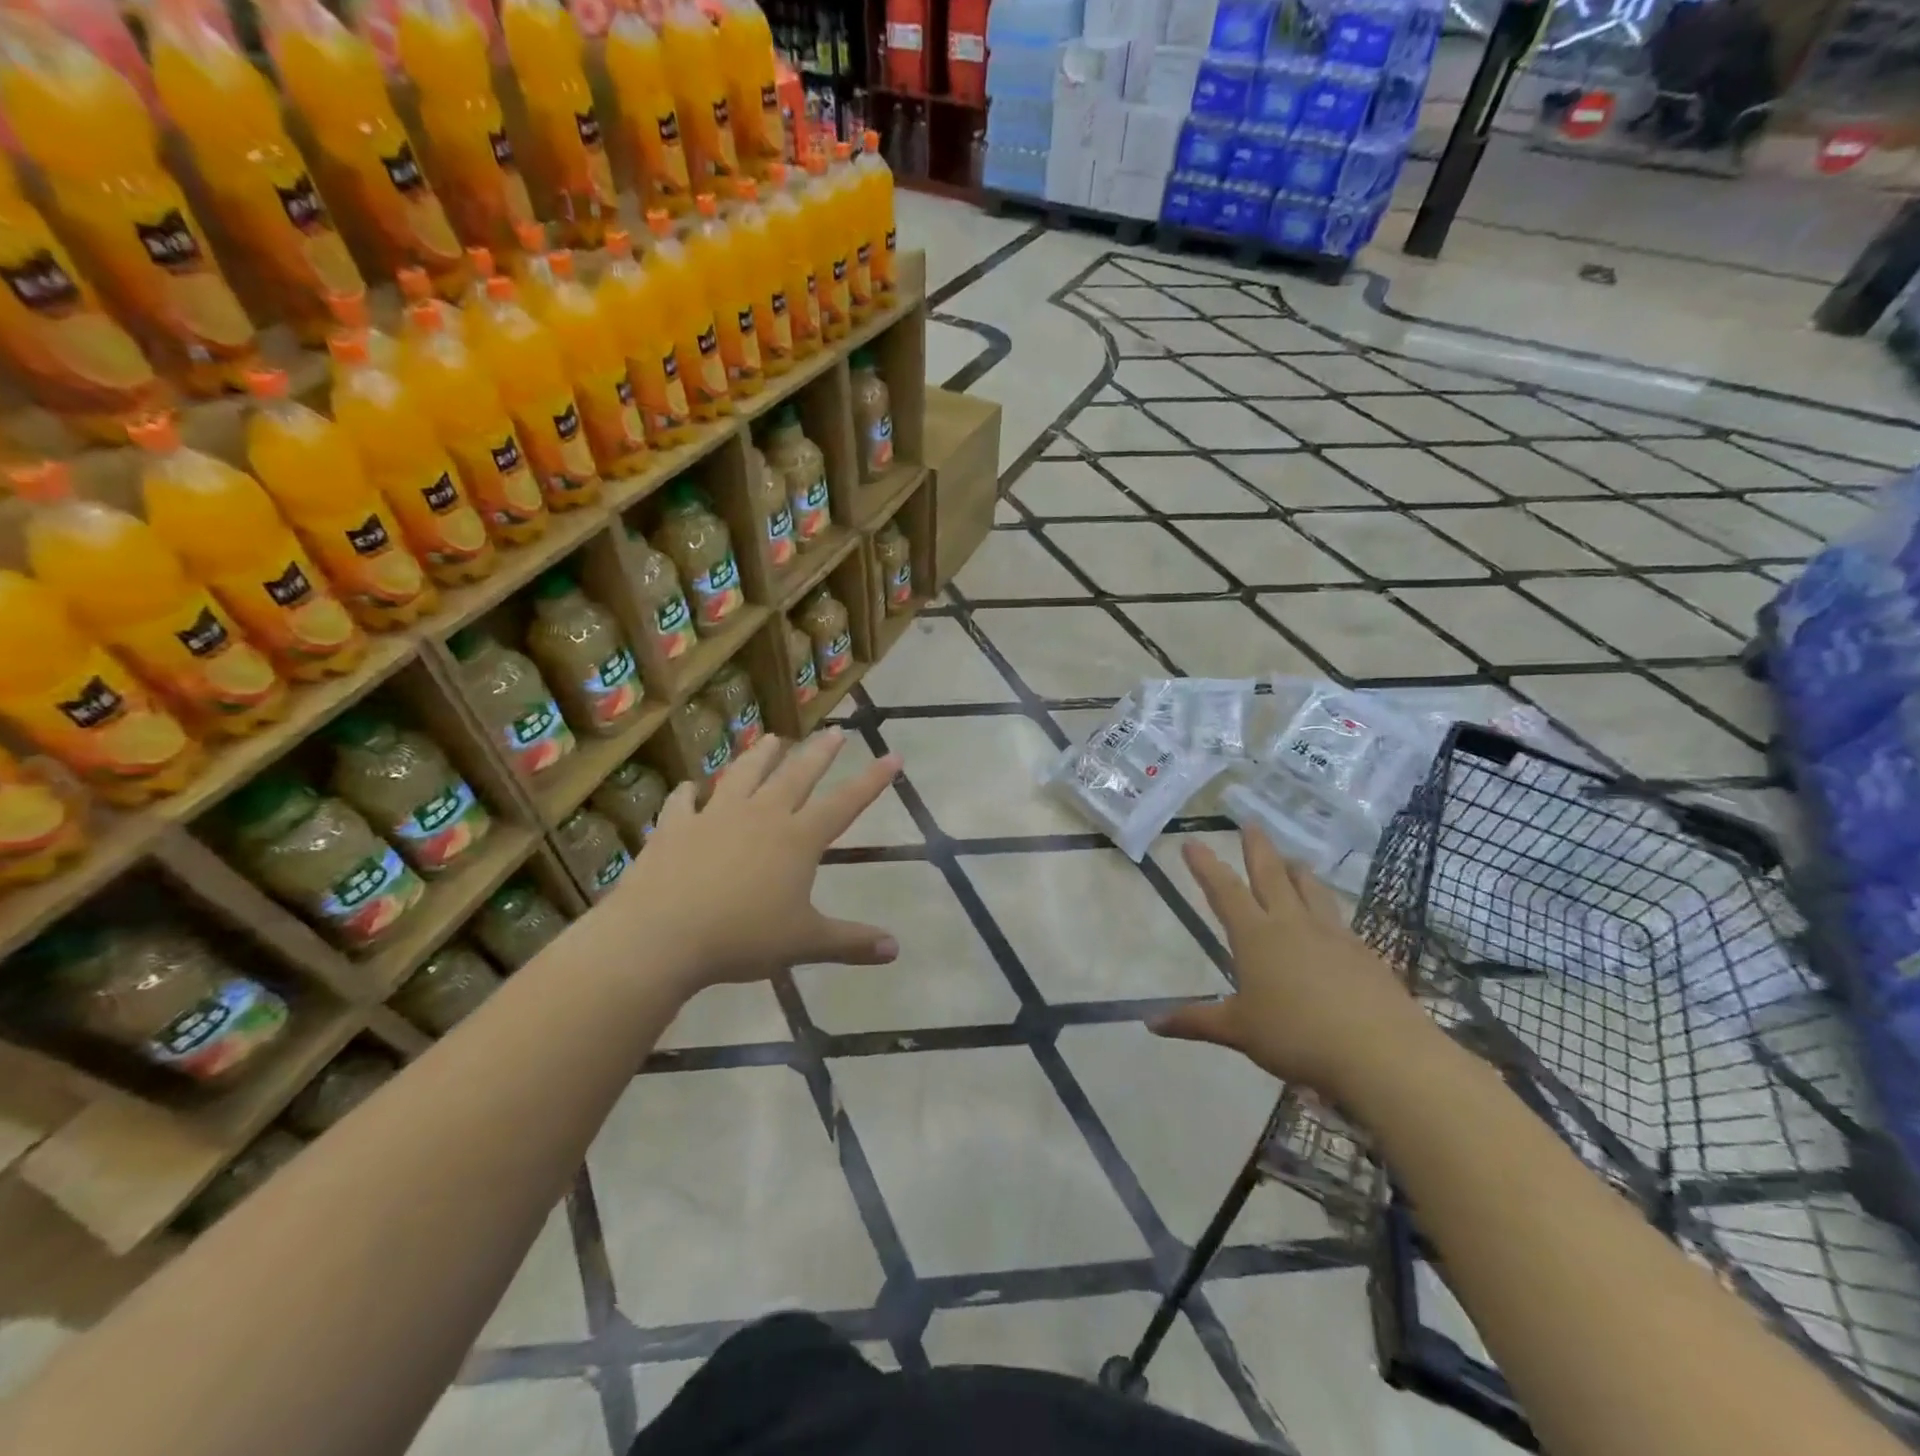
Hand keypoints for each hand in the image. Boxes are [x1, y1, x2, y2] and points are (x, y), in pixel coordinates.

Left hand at [609, 730, 901, 992]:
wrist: (661, 935)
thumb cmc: (741, 938)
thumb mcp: (804, 943)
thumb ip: (850, 942)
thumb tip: (895, 949)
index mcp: (797, 839)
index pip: (845, 803)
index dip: (872, 780)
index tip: (892, 755)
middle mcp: (761, 816)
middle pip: (797, 775)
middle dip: (820, 753)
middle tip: (835, 732)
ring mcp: (715, 816)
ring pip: (744, 775)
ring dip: (760, 756)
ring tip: (772, 738)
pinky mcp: (675, 826)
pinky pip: (684, 802)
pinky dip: (689, 793)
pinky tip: (690, 788)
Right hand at [1153, 827, 1439, 1104]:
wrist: (1382, 1053)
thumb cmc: (1297, 1037)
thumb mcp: (1239, 1031)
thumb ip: (1196, 1021)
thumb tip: (1152, 1023)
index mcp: (1256, 936)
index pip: (1225, 891)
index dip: (1206, 866)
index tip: (1192, 842)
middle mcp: (1292, 924)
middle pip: (1271, 875)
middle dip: (1257, 848)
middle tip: (1251, 823)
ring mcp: (1333, 935)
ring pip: (1311, 890)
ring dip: (1297, 871)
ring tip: (1292, 860)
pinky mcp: (1364, 954)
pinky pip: (1339, 919)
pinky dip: (1327, 908)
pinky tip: (1330, 920)